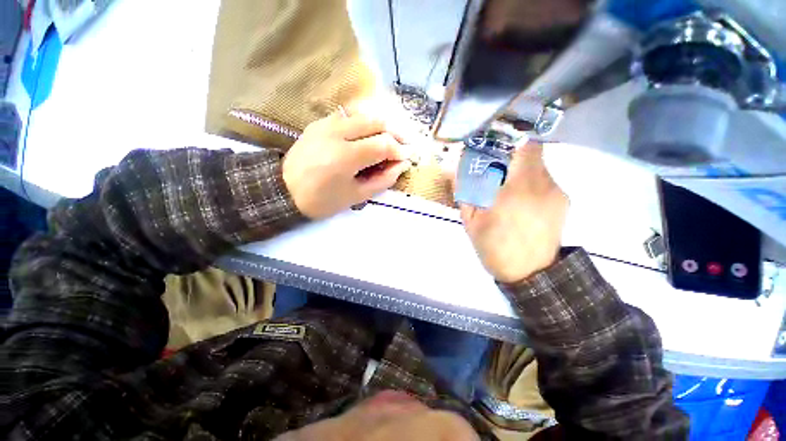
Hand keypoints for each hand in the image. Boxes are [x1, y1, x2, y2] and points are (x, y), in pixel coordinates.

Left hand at [283, 112, 411, 218]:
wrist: (283, 190)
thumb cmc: (322, 200)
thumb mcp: (356, 196)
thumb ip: (382, 180)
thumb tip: (400, 165)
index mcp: (345, 156)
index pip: (383, 144)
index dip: (400, 150)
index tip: (407, 158)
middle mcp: (336, 133)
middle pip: (376, 121)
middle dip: (395, 132)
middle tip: (403, 145)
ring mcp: (326, 124)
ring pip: (363, 114)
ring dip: (381, 125)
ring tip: (389, 139)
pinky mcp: (319, 123)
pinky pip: (348, 116)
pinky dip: (364, 123)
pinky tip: (367, 135)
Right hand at [460, 143, 567, 283]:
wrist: (530, 275)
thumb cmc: (495, 247)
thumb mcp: (471, 221)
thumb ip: (463, 192)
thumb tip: (453, 169)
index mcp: (517, 189)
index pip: (525, 146)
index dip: (510, 141)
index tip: (494, 149)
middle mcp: (543, 185)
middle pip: (531, 155)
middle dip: (511, 160)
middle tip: (494, 175)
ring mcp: (557, 193)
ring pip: (539, 169)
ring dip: (521, 174)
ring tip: (506, 195)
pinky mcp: (564, 202)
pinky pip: (545, 183)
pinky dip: (531, 186)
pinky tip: (520, 205)